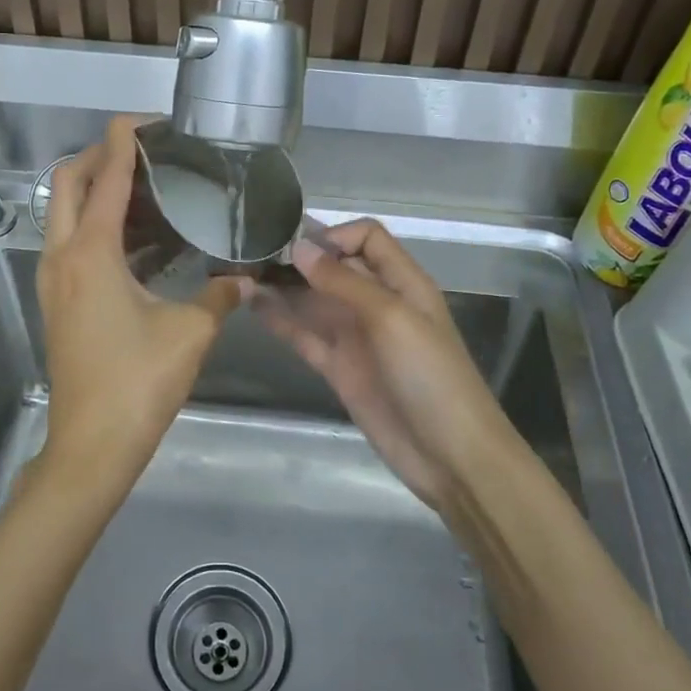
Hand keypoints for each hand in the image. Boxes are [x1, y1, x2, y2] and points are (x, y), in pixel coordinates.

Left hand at [35, 116, 241, 497]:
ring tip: (149, 190)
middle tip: (149, 155)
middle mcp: (63, 255)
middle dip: (102, 156)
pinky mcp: (58, 300)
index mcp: (91, 251)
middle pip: (68, 181)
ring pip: (65, 212)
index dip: (125, 139)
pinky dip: (98, 225)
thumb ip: (221, 295)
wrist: (91, 446)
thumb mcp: (191, 332)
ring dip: (98, 191)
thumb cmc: (138, 383)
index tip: (152, 122)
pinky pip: (72, 242)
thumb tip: (245, 278)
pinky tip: (141, 240)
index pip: (105, 174)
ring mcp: (54, 279)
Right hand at [248, 219, 517, 508]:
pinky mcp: (339, 368)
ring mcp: (356, 337)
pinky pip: (305, 335)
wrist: (449, 455)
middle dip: (298, 259)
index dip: (334, 235)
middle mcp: (377, 302)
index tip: (296, 247)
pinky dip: (281, 321)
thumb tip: (299, 248)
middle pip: (335, 267)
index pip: (366, 238)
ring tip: (241, 276)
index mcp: (402, 282)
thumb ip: (344, 282)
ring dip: (283, 288)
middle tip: (252, 254)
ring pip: (314, 301)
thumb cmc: (429, 376)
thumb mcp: (391, 318)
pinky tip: (252, 307)